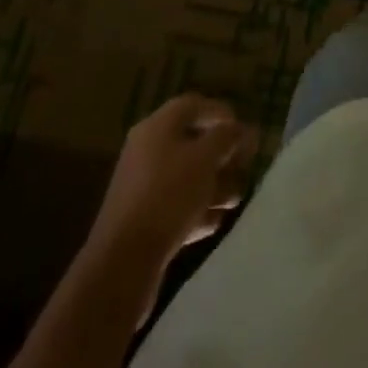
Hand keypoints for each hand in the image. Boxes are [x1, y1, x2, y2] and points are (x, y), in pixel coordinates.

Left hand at [92, 94, 254, 263]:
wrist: (123, 262)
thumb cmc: (169, 195)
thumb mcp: (205, 158)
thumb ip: (228, 137)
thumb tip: (242, 128)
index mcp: (157, 127)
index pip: (194, 105)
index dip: (221, 113)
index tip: (244, 131)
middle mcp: (147, 151)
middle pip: (192, 142)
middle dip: (222, 155)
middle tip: (245, 167)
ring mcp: (143, 187)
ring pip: (187, 177)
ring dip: (214, 185)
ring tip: (234, 200)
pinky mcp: (143, 221)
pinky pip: (176, 206)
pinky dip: (197, 210)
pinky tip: (215, 222)